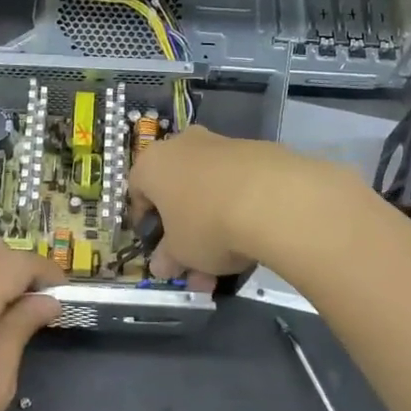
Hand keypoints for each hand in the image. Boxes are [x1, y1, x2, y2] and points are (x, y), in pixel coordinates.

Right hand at [128, 126, 347, 280]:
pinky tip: (254, 239)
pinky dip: (241, 208)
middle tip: (196, 263)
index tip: (157, 246)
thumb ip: (167, 258)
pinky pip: (239, 184)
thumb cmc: (206, 224)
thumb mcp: (180, 253)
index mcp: (153, 164)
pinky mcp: (258, 151)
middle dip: (185, 230)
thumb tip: (162, 265)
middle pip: (177, 190)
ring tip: (230, 266)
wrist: (273, 198)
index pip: (137, 190)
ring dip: (214, 225)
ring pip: (210, 190)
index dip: (145, 221)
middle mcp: (182, 145)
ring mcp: (222, 144)